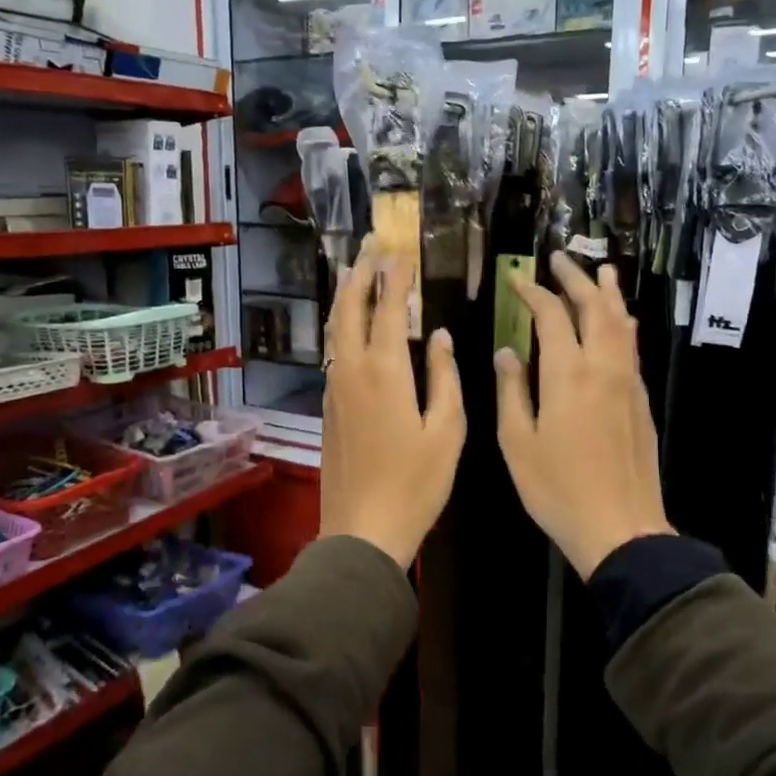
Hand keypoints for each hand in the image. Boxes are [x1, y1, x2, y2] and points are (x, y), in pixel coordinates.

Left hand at [319, 235, 465, 567]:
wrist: (362, 529)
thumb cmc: (416, 483)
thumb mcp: (447, 431)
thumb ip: (444, 377)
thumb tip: (439, 337)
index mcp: (385, 372)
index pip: (387, 309)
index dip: (395, 278)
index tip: (401, 253)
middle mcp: (351, 371)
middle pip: (348, 309)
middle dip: (359, 273)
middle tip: (368, 245)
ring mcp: (334, 389)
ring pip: (334, 329)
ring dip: (346, 297)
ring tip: (356, 273)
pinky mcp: (328, 407)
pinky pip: (334, 352)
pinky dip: (342, 327)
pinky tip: (353, 326)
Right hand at [495, 252, 673, 578]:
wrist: (621, 528)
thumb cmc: (557, 489)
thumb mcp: (517, 442)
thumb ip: (512, 391)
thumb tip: (506, 352)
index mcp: (567, 374)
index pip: (552, 316)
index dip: (534, 293)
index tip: (518, 281)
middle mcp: (602, 367)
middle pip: (594, 308)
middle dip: (576, 279)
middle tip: (561, 259)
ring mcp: (627, 382)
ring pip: (621, 324)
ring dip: (609, 294)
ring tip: (602, 271)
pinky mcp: (641, 400)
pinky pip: (631, 347)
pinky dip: (622, 324)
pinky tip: (620, 323)